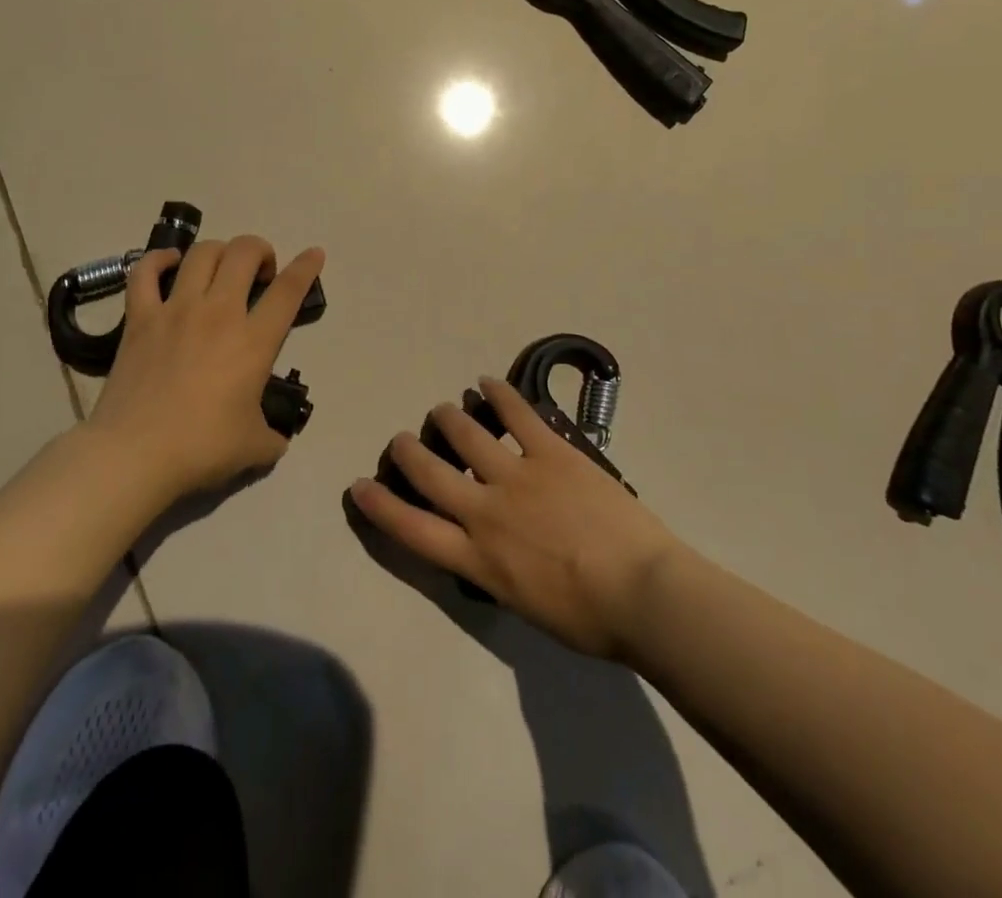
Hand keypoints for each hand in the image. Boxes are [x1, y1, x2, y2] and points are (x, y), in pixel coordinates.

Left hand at [89, 236, 324, 502]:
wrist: (135, 454)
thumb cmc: (201, 448)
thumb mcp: (254, 447)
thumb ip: (273, 436)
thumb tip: (276, 438)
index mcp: (254, 341)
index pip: (288, 290)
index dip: (306, 267)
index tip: (314, 254)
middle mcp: (218, 313)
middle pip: (244, 253)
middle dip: (260, 251)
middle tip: (260, 274)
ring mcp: (176, 310)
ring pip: (202, 254)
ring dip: (220, 251)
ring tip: (222, 268)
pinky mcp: (140, 318)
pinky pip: (145, 272)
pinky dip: (159, 259)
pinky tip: (169, 263)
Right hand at [349, 378, 681, 659]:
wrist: (641, 593)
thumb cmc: (590, 619)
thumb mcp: (526, 605)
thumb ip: (499, 572)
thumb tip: (492, 549)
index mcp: (479, 560)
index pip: (413, 530)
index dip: (381, 506)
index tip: (359, 485)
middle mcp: (485, 513)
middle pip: (430, 474)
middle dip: (408, 453)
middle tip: (400, 439)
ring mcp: (517, 476)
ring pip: (466, 435)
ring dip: (448, 419)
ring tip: (442, 410)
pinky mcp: (550, 452)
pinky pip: (518, 415)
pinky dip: (499, 395)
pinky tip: (486, 383)